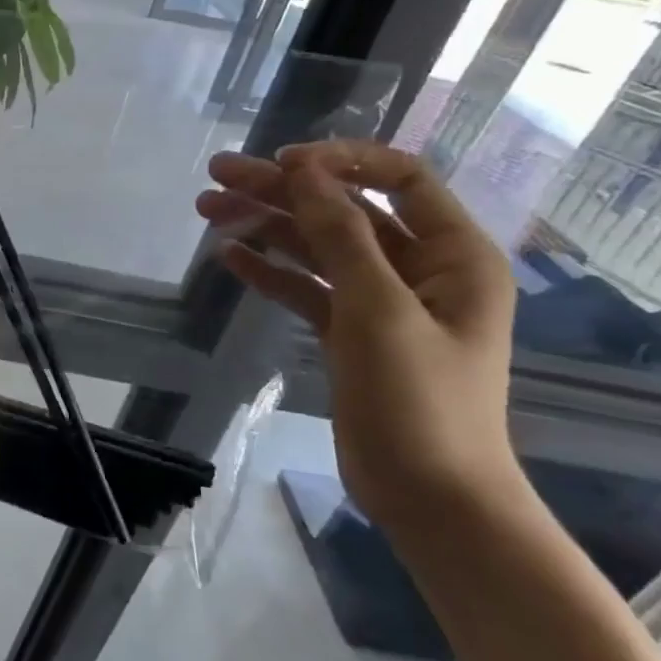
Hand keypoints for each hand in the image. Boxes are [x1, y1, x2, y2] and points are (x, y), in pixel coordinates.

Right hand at [196, 139, 521, 529]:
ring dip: (266, 225)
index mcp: (453, 254)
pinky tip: (229, 257)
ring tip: (207, 208)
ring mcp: (382, 301)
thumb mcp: (379, 310)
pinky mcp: (350, 332)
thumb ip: (342, 235)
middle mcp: (419, 268)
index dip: (340, 162)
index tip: (282, 163)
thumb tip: (306, 171)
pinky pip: (306, 287)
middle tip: (218, 175)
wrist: (430, 498)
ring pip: (317, 246)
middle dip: (283, 190)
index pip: (400, 178)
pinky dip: (270, 270)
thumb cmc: (419, 401)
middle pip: (344, 210)